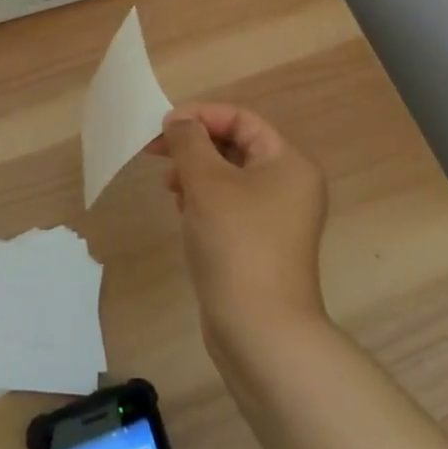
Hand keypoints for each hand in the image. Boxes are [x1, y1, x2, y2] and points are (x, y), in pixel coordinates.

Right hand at [150, 104, 328, 348]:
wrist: (260, 332)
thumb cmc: (236, 243)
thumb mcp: (206, 181)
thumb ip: (189, 141)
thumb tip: (178, 120)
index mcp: (288, 162)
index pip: (241, 119)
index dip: (201, 115)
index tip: (164, 127)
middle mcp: (289, 184)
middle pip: (235, 145)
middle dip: (194, 145)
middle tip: (158, 155)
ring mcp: (277, 218)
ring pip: (229, 176)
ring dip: (195, 173)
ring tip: (170, 187)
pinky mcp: (261, 244)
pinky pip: (229, 205)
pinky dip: (204, 200)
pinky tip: (183, 212)